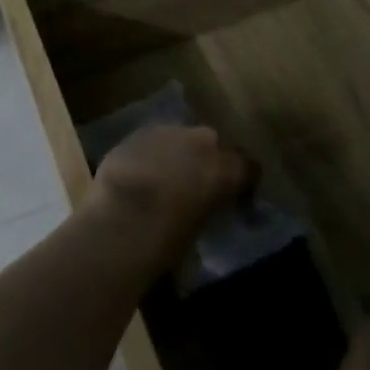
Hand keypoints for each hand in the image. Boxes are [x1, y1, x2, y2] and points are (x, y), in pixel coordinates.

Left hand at [88, 123, 252, 267]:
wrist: (121, 218)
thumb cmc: (168, 238)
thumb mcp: (202, 229)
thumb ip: (211, 208)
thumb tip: (206, 206)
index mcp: (226, 168)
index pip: (248, 167)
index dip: (242, 181)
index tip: (236, 198)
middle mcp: (201, 141)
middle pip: (212, 143)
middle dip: (207, 160)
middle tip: (197, 184)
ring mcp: (167, 131)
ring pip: (180, 138)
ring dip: (178, 153)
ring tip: (166, 178)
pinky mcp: (137, 133)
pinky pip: (153, 141)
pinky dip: (152, 153)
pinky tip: (141, 172)